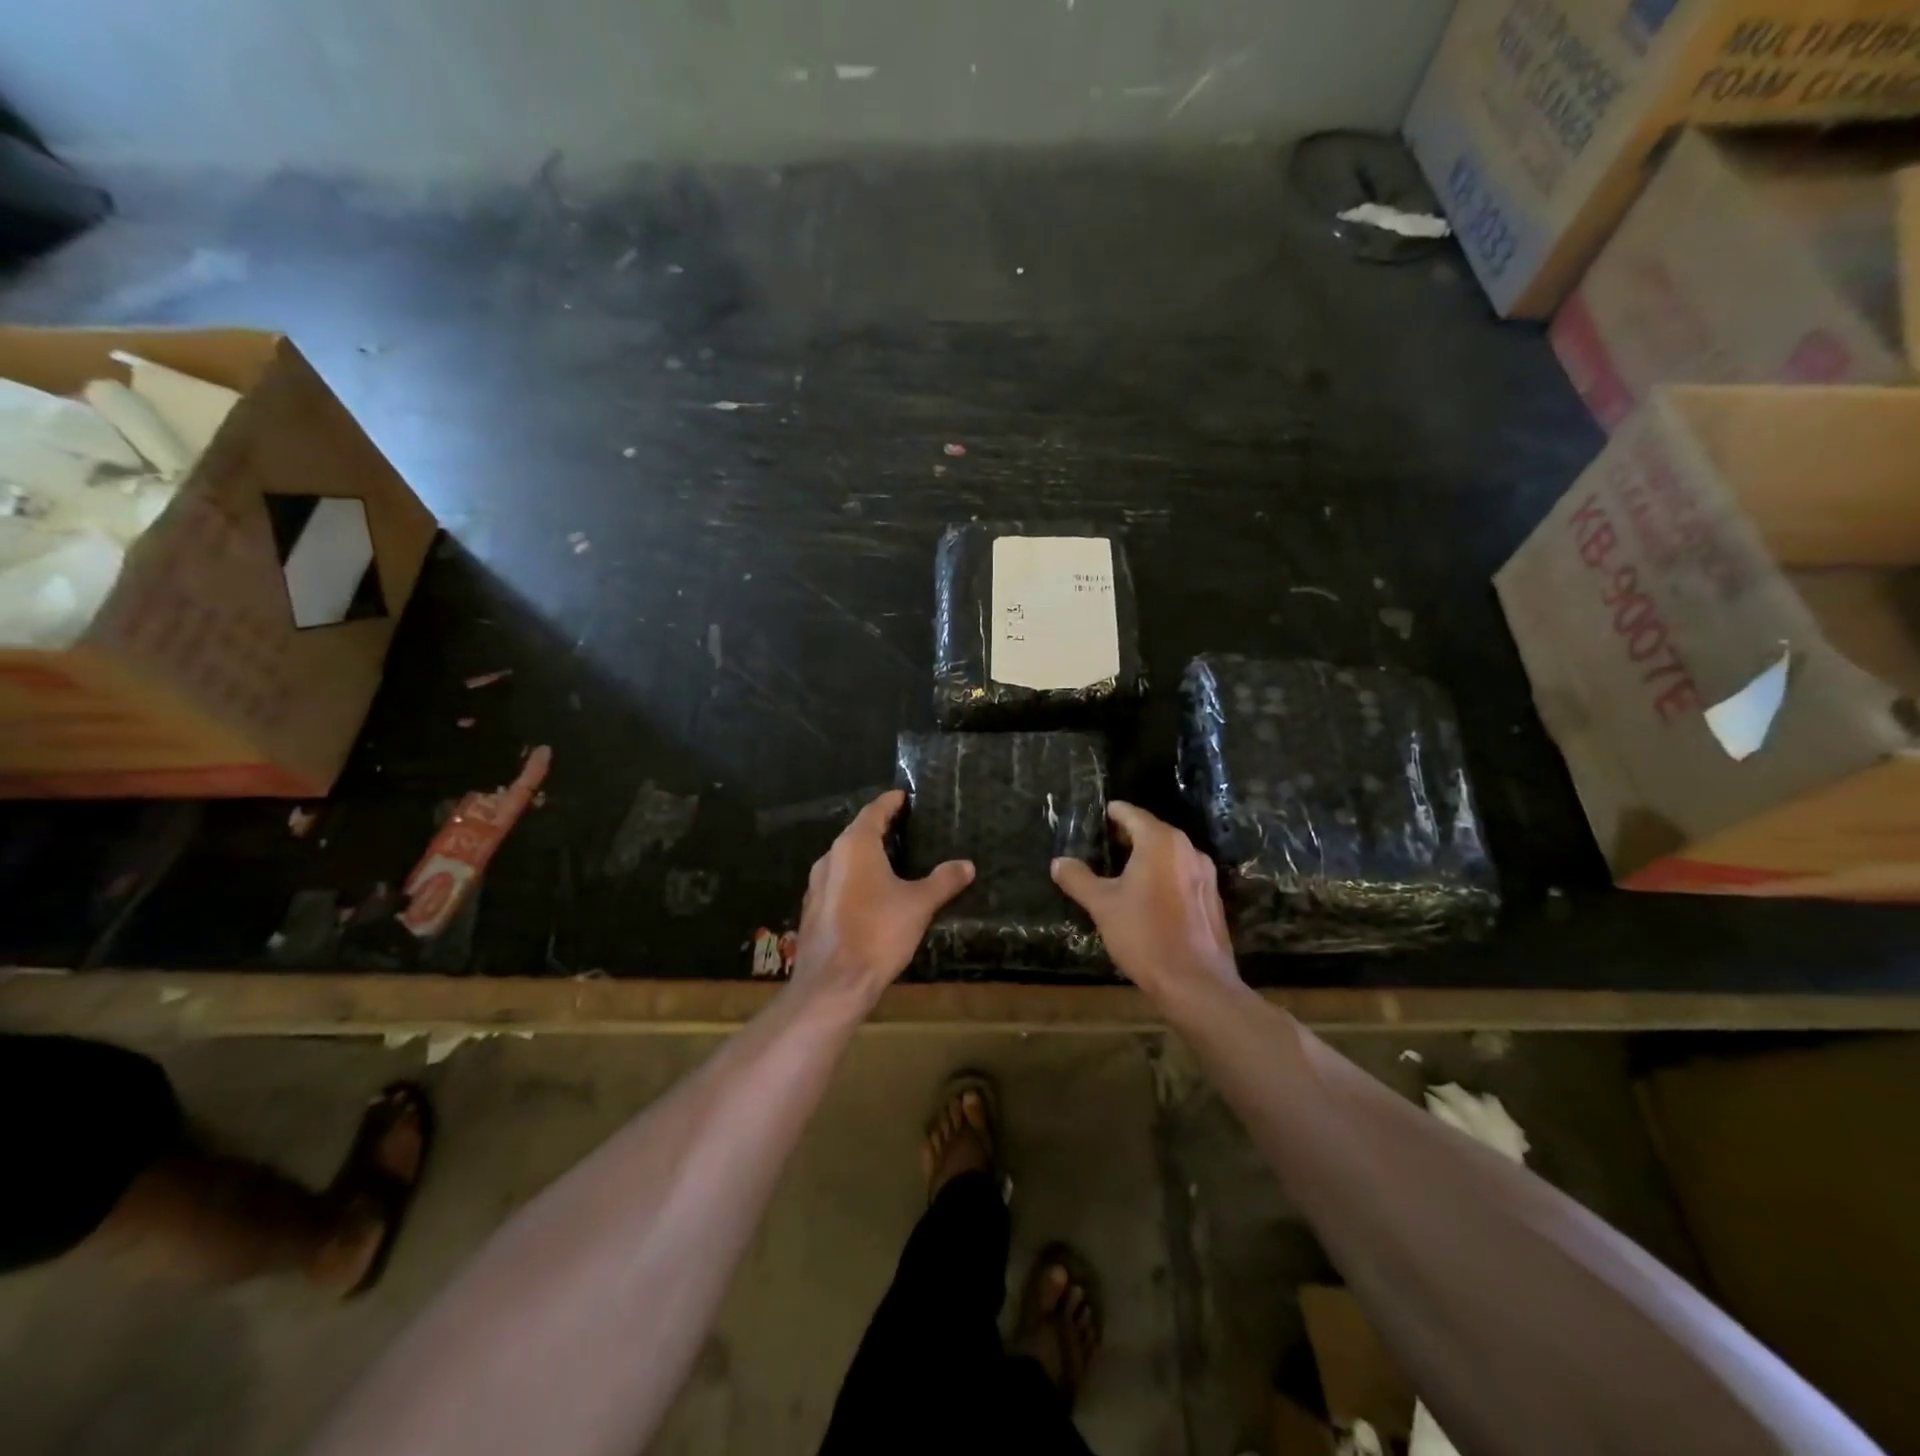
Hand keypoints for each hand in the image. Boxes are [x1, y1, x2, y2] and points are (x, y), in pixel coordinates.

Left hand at [791, 790, 973, 1005]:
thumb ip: (943, 881)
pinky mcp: (813, 909)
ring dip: (866, 855)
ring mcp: (817, 885)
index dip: (891, 803)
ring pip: (845, 859)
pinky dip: (855, 878)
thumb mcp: (919, 904)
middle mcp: (831, 858)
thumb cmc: (878, 933)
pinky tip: (872, 894)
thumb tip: (967, 865)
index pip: (874, 812)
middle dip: (880, 828)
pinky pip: (837, 882)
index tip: (905, 797)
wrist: (833, 984)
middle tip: (905, 827)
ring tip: (892, 859)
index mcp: (855, 846)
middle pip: (857, 833)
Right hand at [1052, 802, 1240, 999]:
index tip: (1098, 815)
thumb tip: (1058, 862)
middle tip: (1103, 844)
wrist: (1195, 982)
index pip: (1132, 814)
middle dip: (1129, 835)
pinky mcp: (1212, 898)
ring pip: (1170, 854)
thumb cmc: (1144, 935)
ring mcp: (1205, 874)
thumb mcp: (1102, 906)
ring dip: (1147, 857)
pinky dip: (1164, 876)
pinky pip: (1182, 874)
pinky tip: (1148, 896)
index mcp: (1161, 842)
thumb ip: (1078, 879)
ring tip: (1122, 870)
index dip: (1113, 813)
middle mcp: (1187, 849)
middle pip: (1153, 831)